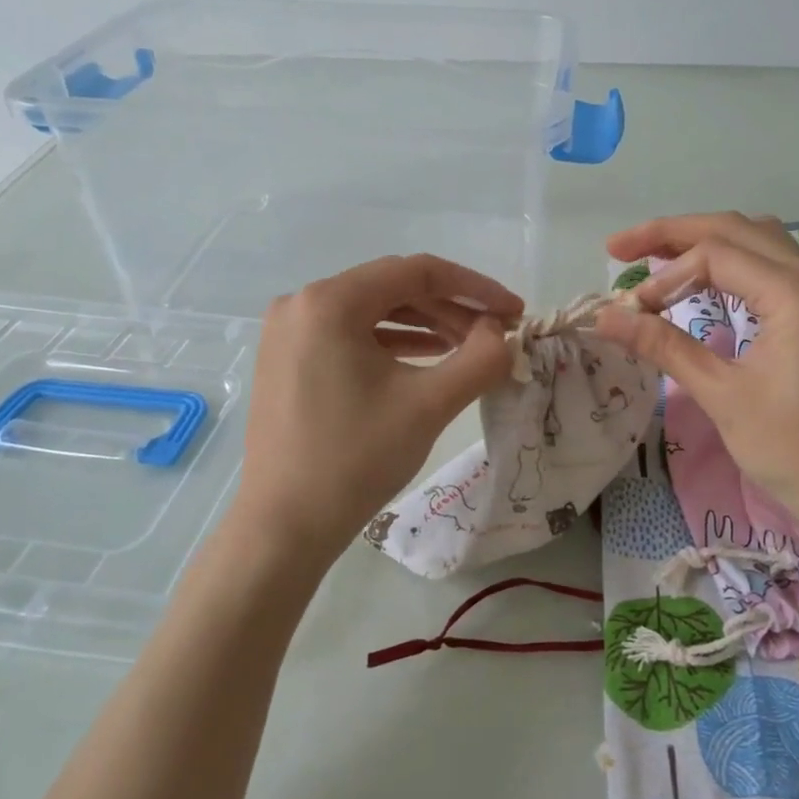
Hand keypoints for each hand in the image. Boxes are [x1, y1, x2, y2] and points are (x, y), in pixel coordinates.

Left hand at [228, 254, 520, 568]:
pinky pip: (350, 336)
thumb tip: (501, 333)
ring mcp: (289, 333)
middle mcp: (302, 304)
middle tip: (496, 335)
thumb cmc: (356, 459)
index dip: (474, 287)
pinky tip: (426, 360)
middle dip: (451, 309)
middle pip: (393, 289)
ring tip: (469, 349)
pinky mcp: (287, 360)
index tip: (514, 311)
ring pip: (373, 312)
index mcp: (330, 301)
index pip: (417, 271)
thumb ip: (480, 359)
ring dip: (425, 326)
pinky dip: (392, 344)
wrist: (285, 527)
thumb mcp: (429, 405)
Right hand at [593, 213, 798, 554]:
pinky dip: (732, 265)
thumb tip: (604, 318)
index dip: (663, 276)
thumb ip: (664, 346)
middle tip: (620, 249)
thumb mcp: (723, 396)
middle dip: (674, 234)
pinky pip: (774, 268)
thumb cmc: (796, 452)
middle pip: (736, 230)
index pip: (716, 255)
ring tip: (655, 256)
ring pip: (758, 243)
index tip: (629, 312)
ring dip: (705, 243)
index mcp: (797, 294)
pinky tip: (704, 282)